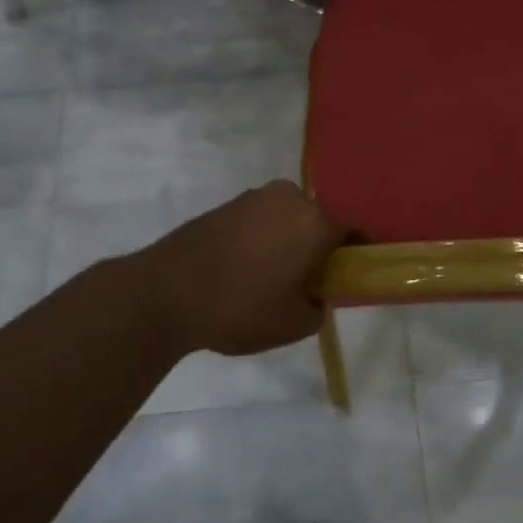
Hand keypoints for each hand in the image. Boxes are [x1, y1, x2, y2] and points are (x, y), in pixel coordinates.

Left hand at [133, 181, 349, 357]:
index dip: (356, 254)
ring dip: (288, 241)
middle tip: (308, 282)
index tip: (350, 276)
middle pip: (319, 221)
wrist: (166, 292)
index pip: (352, 231)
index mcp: (315, 222)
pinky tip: (245, 268)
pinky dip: (262, 238)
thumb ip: (318, 307)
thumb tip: (315, 295)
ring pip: (288, 219)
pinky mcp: (228, 204)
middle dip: (319, 247)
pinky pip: (260, 220)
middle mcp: (290, 198)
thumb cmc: (240, 307)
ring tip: (271, 277)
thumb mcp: (293, 324)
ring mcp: (255, 197)